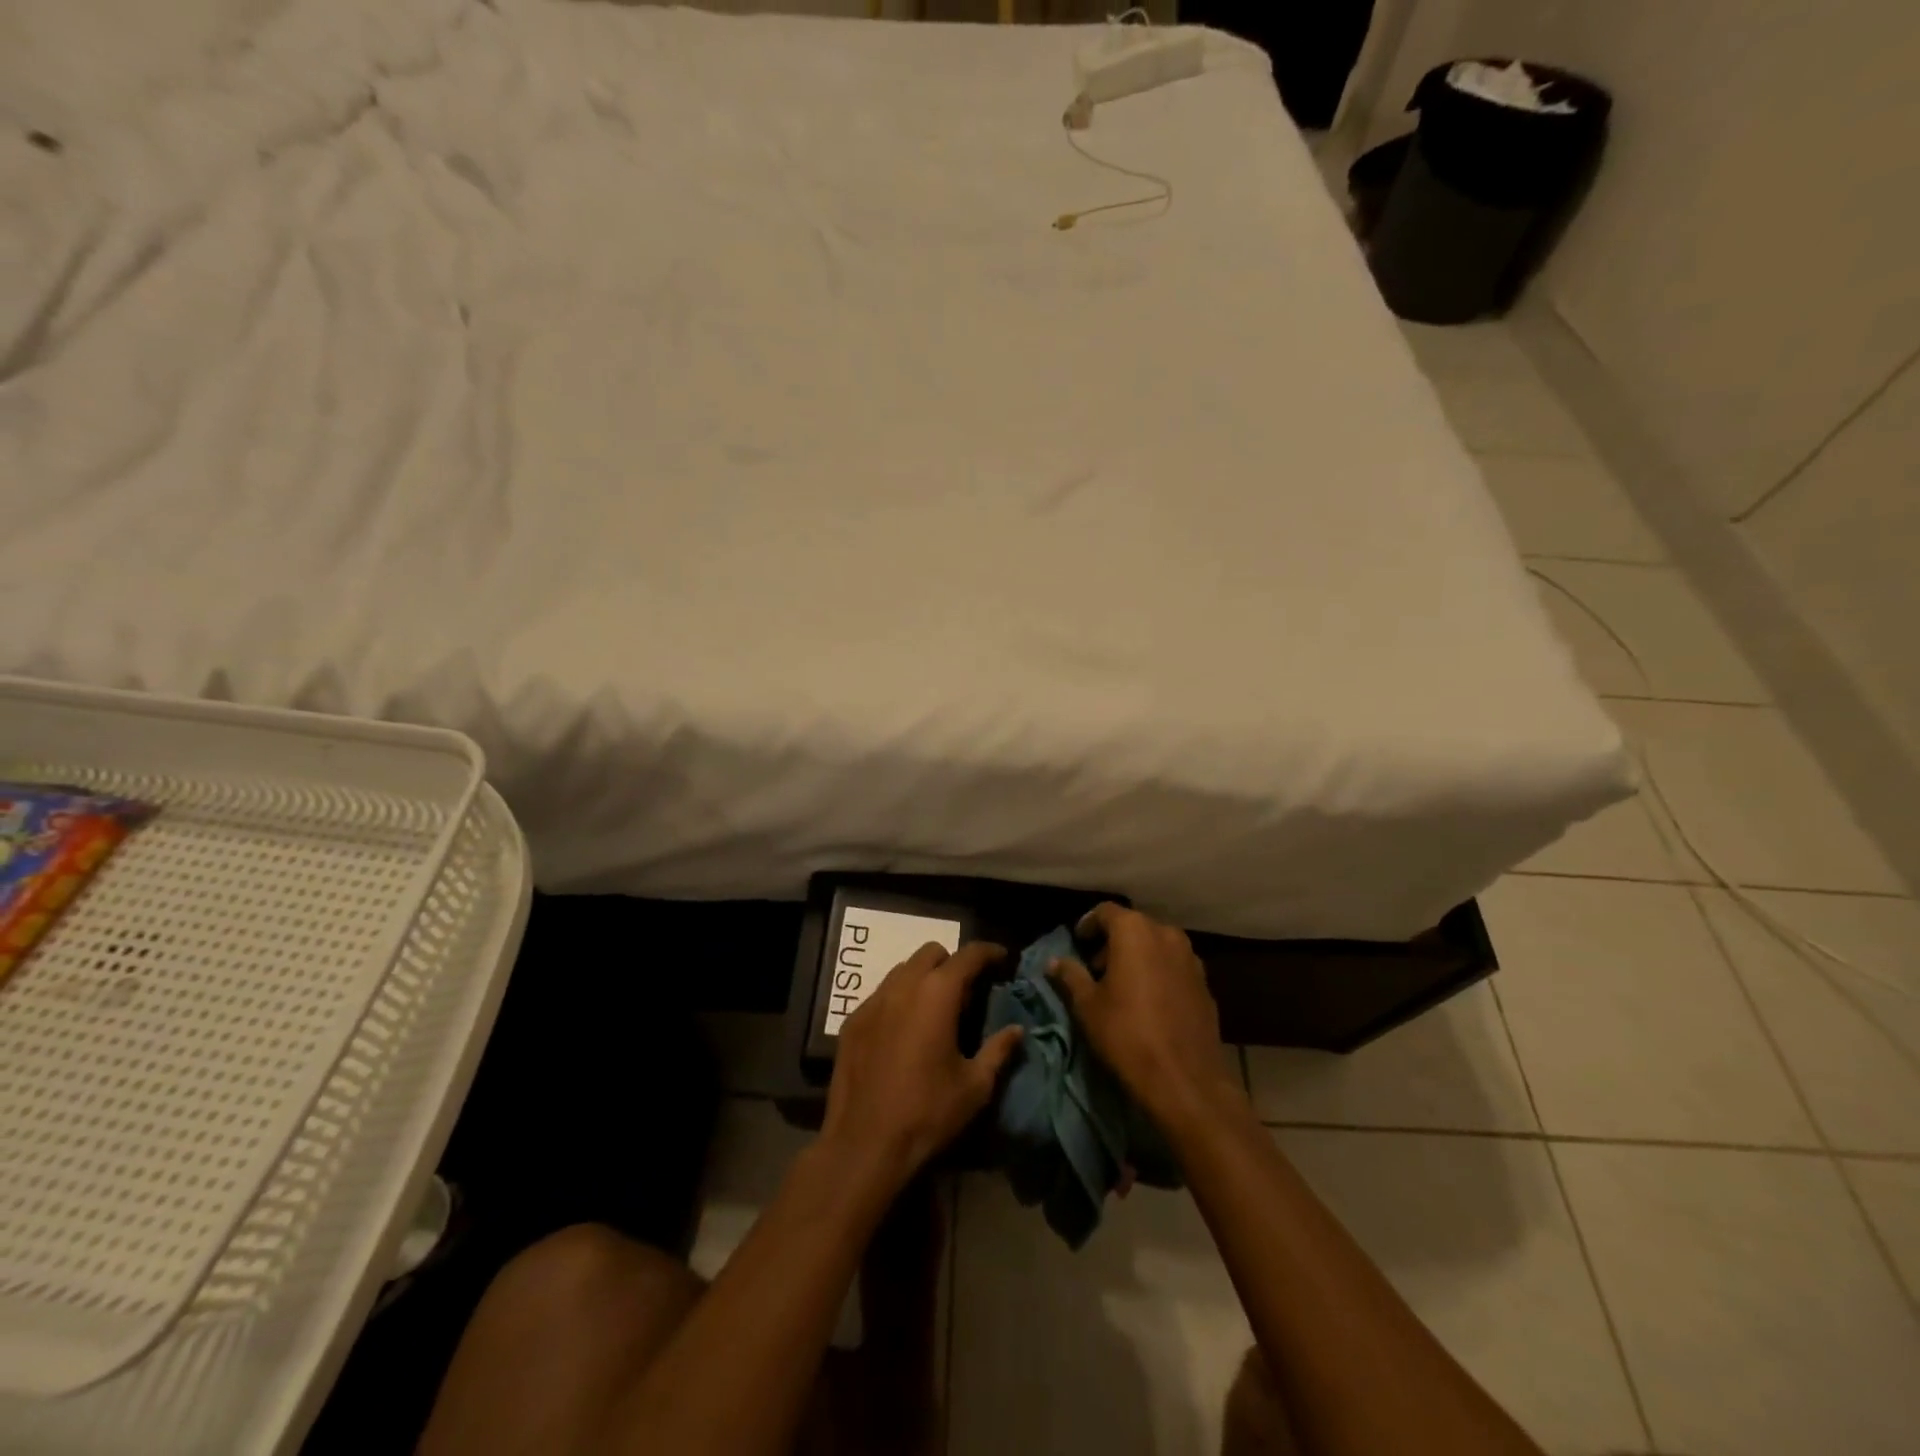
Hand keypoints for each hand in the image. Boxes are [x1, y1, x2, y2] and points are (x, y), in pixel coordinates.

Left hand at [821, 941, 1022, 1186]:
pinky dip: (899, 998)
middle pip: (931, 953)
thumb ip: (998, 1051)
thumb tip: (1017, 1030)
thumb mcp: (975, 1087)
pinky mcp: (852, 1021)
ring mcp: (873, 1001)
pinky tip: (904, 1029)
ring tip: (935, 1008)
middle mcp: (903, 986)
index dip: (989, 952)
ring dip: (924, 977)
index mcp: (937, 994)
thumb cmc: (927, 1113)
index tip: (1002, 958)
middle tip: (967, 990)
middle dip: (953, 963)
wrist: (864, 1145)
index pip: (968, 955)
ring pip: (903, 970)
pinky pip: (881, 994)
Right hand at [1048, 904, 1242, 1130]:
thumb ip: (1070, 976)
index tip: (1077, 942)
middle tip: (1096, 968)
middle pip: (1133, 927)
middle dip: (1113, 942)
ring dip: (1137, 957)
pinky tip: (1148, 1001)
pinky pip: (1174, 967)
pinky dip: (1158, 973)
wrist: (1185, 1079)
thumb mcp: (1087, 1006)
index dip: (1088, 924)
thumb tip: (1054, 962)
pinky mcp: (1206, 984)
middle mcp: (1166, 935)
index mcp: (1135, 931)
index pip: (1105, 912)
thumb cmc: (1126, 1034)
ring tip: (1122, 985)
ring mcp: (1191, 959)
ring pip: (1157, 946)